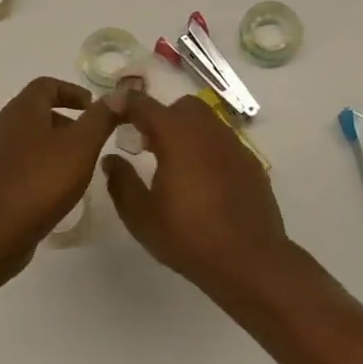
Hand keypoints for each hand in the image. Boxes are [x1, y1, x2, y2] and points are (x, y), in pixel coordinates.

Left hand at [0, 77, 117, 277]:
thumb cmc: (39, 183)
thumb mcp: (80, 147)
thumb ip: (100, 119)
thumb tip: (117, 94)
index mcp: (20, 111)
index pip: (46, 85)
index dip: (72, 91)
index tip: (94, 108)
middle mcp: (0, 127)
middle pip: (34, 112)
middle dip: (65, 121)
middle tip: (90, 139)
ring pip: (25, 140)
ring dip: (51, 146)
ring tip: (75, 166)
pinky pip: (17, 165)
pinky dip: (38, 168)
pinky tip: (53, 191)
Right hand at [100, 91, 291, 291]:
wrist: (248, 260)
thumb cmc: (188, 236)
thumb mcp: (141, 215)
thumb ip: (121, 182)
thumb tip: (111, 160)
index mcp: (178, 137)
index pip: (146, 106)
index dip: (125, 103)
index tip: (111, 108)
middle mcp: (208, 132)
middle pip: (182, 106)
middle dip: (161, 116)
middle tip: (146, 143)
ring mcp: (234, 146)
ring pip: (207, 122)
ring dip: (186, 131)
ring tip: (173, 163)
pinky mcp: (251, 164)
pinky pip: (224, 143)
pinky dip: (207, 149)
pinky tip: (202, 180)